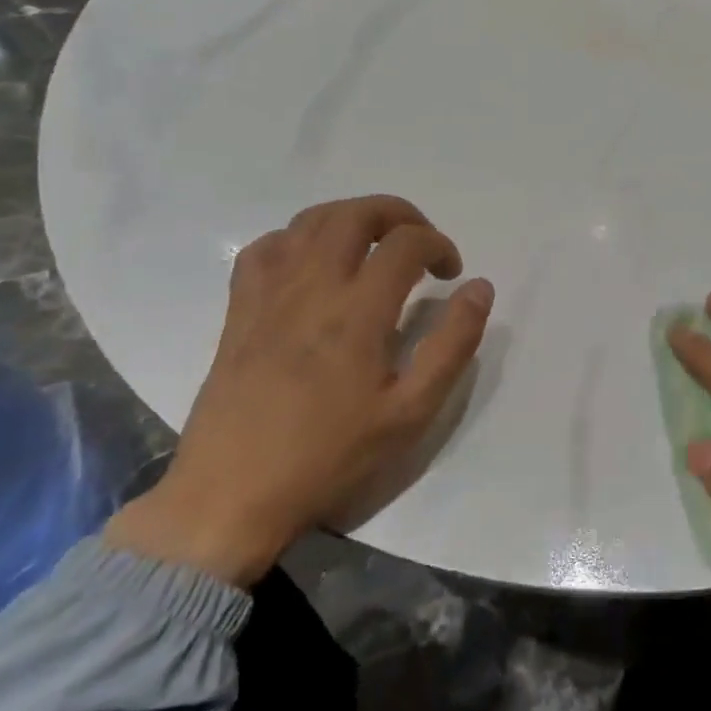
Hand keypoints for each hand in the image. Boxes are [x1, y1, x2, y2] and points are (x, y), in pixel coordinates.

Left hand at [105, 195, 493, 586]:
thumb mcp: (410, 413)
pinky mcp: (239, 310)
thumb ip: (453, 344)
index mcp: (357, 311)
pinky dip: (297, 239)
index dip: (439, 245)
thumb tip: (479, 288)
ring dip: (351, 218)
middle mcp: (311, 287)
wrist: (230, 496)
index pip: (406, 243)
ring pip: (310, 221)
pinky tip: (312, 265)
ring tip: (373, 246)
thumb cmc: (329, 456)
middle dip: (399, 214)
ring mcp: (269, 294)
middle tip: (419, 243)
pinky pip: (265, 248)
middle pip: (356, 214)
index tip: (450, 274)